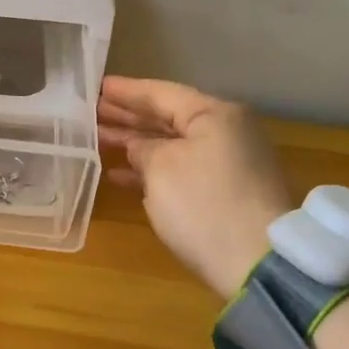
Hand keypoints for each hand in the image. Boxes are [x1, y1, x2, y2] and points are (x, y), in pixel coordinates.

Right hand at [98, 76, 296, 298]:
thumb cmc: (204, 204)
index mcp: (214, 115)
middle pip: (168, 117)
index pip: (161, 93)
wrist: (256, 262)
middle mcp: (225, 132)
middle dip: (128, 115)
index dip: (126, 90)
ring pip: (172, 144)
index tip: (95, 86)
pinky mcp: (224, 192)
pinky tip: (119, 175)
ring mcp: (227, 163)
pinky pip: (180, 168)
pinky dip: (151, 169)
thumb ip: (142, 148)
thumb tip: (137, 147)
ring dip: (135, 142)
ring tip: (97, 138)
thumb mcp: (161, 168)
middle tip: (92, 110)